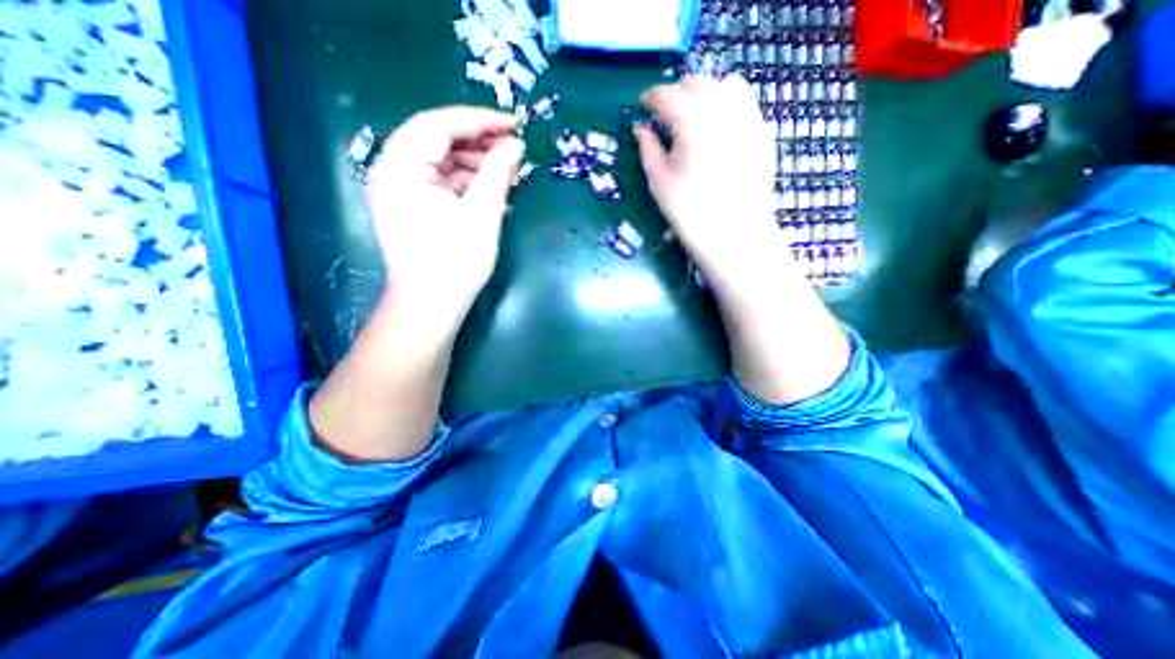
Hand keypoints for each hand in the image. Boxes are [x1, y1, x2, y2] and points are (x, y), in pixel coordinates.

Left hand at [365, 105, 523, 328]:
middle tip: (515, 151)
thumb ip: (498, 173)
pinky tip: (492, 192)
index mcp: (401, 166)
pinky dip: (467, 183)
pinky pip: (441, 182)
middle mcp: (393, 170)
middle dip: (480, 143)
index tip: (515, 123)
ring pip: (442, 161)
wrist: (430, 306)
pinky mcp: (411, 205)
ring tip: (509, 174)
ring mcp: (400, 189)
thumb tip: (516, 145)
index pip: (440, 124)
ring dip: (476, 164)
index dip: (481, 120)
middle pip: (438, 139)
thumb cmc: (455, 262)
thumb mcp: (482, 214)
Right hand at [634, 72, 787, 294]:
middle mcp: (722, 109)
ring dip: (705, 92)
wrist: (733, 234)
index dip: (651, 96)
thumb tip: (640, 128)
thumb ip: (647, 149)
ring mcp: (748, 118)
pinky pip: (746, 103)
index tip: (643, 105)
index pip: (667, 94)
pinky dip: (729, 103)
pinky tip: (720, 124)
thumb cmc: (690, 211)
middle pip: (697, 82)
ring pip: (725, 85)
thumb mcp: (659, 182)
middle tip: (666, 112)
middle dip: (677, 91)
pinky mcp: (762, 132)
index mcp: (691, 121)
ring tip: (694, 113)